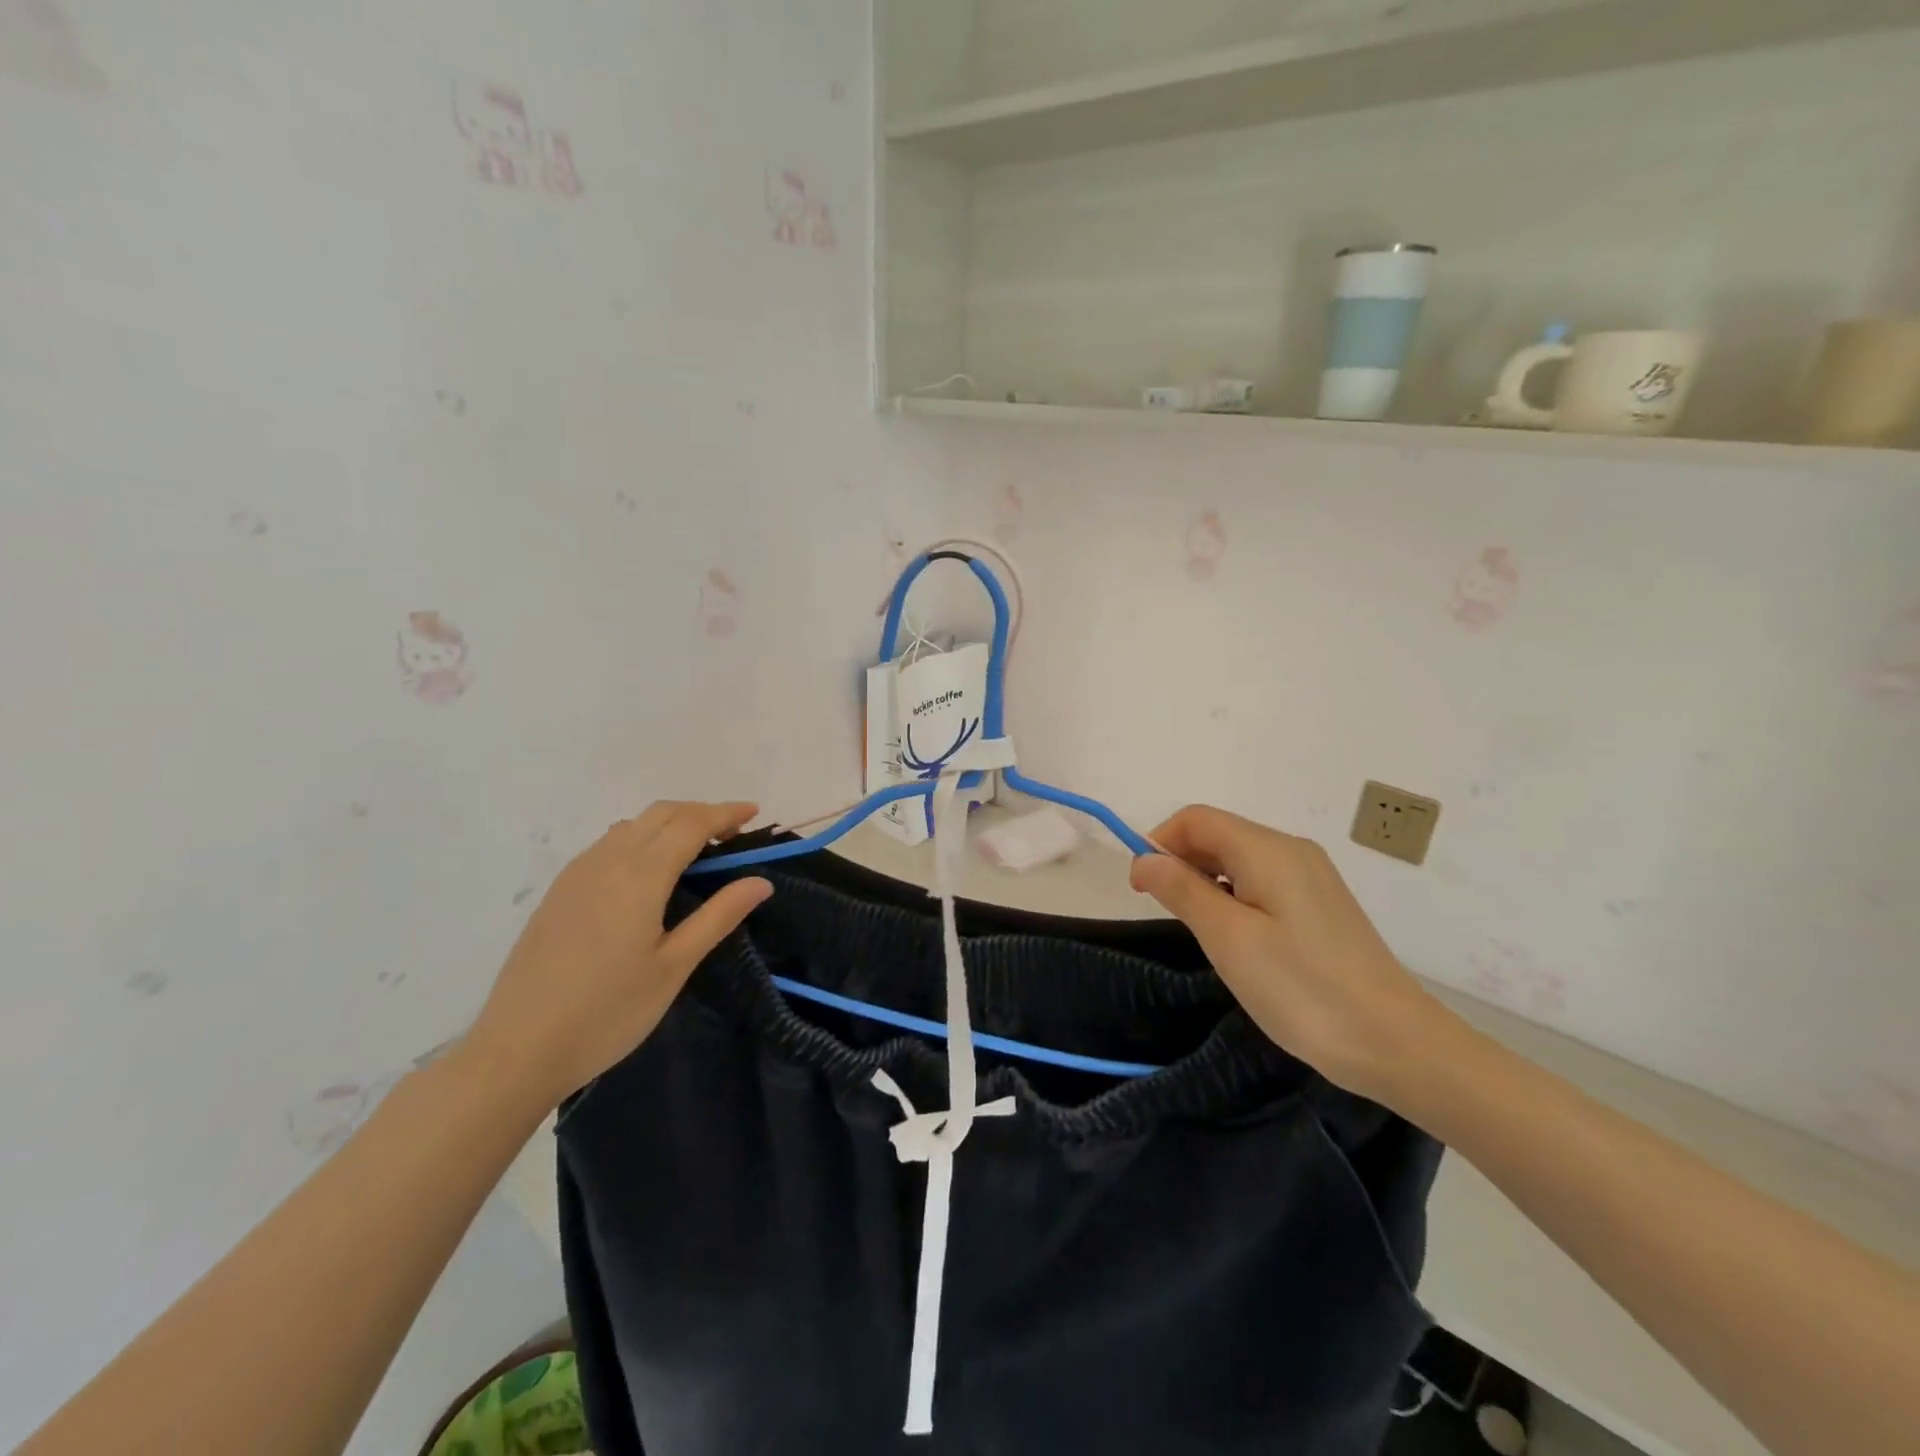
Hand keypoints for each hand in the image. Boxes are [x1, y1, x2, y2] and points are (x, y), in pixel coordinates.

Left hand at [463, 801, 771, 1109]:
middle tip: (732, 833)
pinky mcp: (559, 892)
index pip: (690, 824)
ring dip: (670, 823)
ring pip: (632, 825)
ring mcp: (576, 875)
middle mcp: (606, 862)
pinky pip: (608, 844)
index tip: (755, 813)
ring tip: (697, 850)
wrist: (517, 1050)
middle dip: (701, 813)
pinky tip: (649, 872)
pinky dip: (641, 838)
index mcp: (639, 877)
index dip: (725, 813)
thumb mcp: (673, 967)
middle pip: (661, 814)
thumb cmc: (607, 1013)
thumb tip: (760, 881)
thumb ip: (718, 916)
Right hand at [1130, 805, 1448, 1104]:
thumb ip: (1182, 890)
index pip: (1196, 819)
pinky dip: (1233, 895)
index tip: (1140, 888)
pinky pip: (1262, 881)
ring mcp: (1311, 877)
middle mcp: (1291, 851)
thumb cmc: (1303, 988)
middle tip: (1166, 913)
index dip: (1159, 842)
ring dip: (1205, 880)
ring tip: (1199, 930)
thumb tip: (1145, 858)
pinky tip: (1236, 937)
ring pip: (1239, 859)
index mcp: (1268, 850)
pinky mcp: (1321, 905)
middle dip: (1180, 861)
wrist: (1396, 1044)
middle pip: (1218, 834)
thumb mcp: (1228, 939)